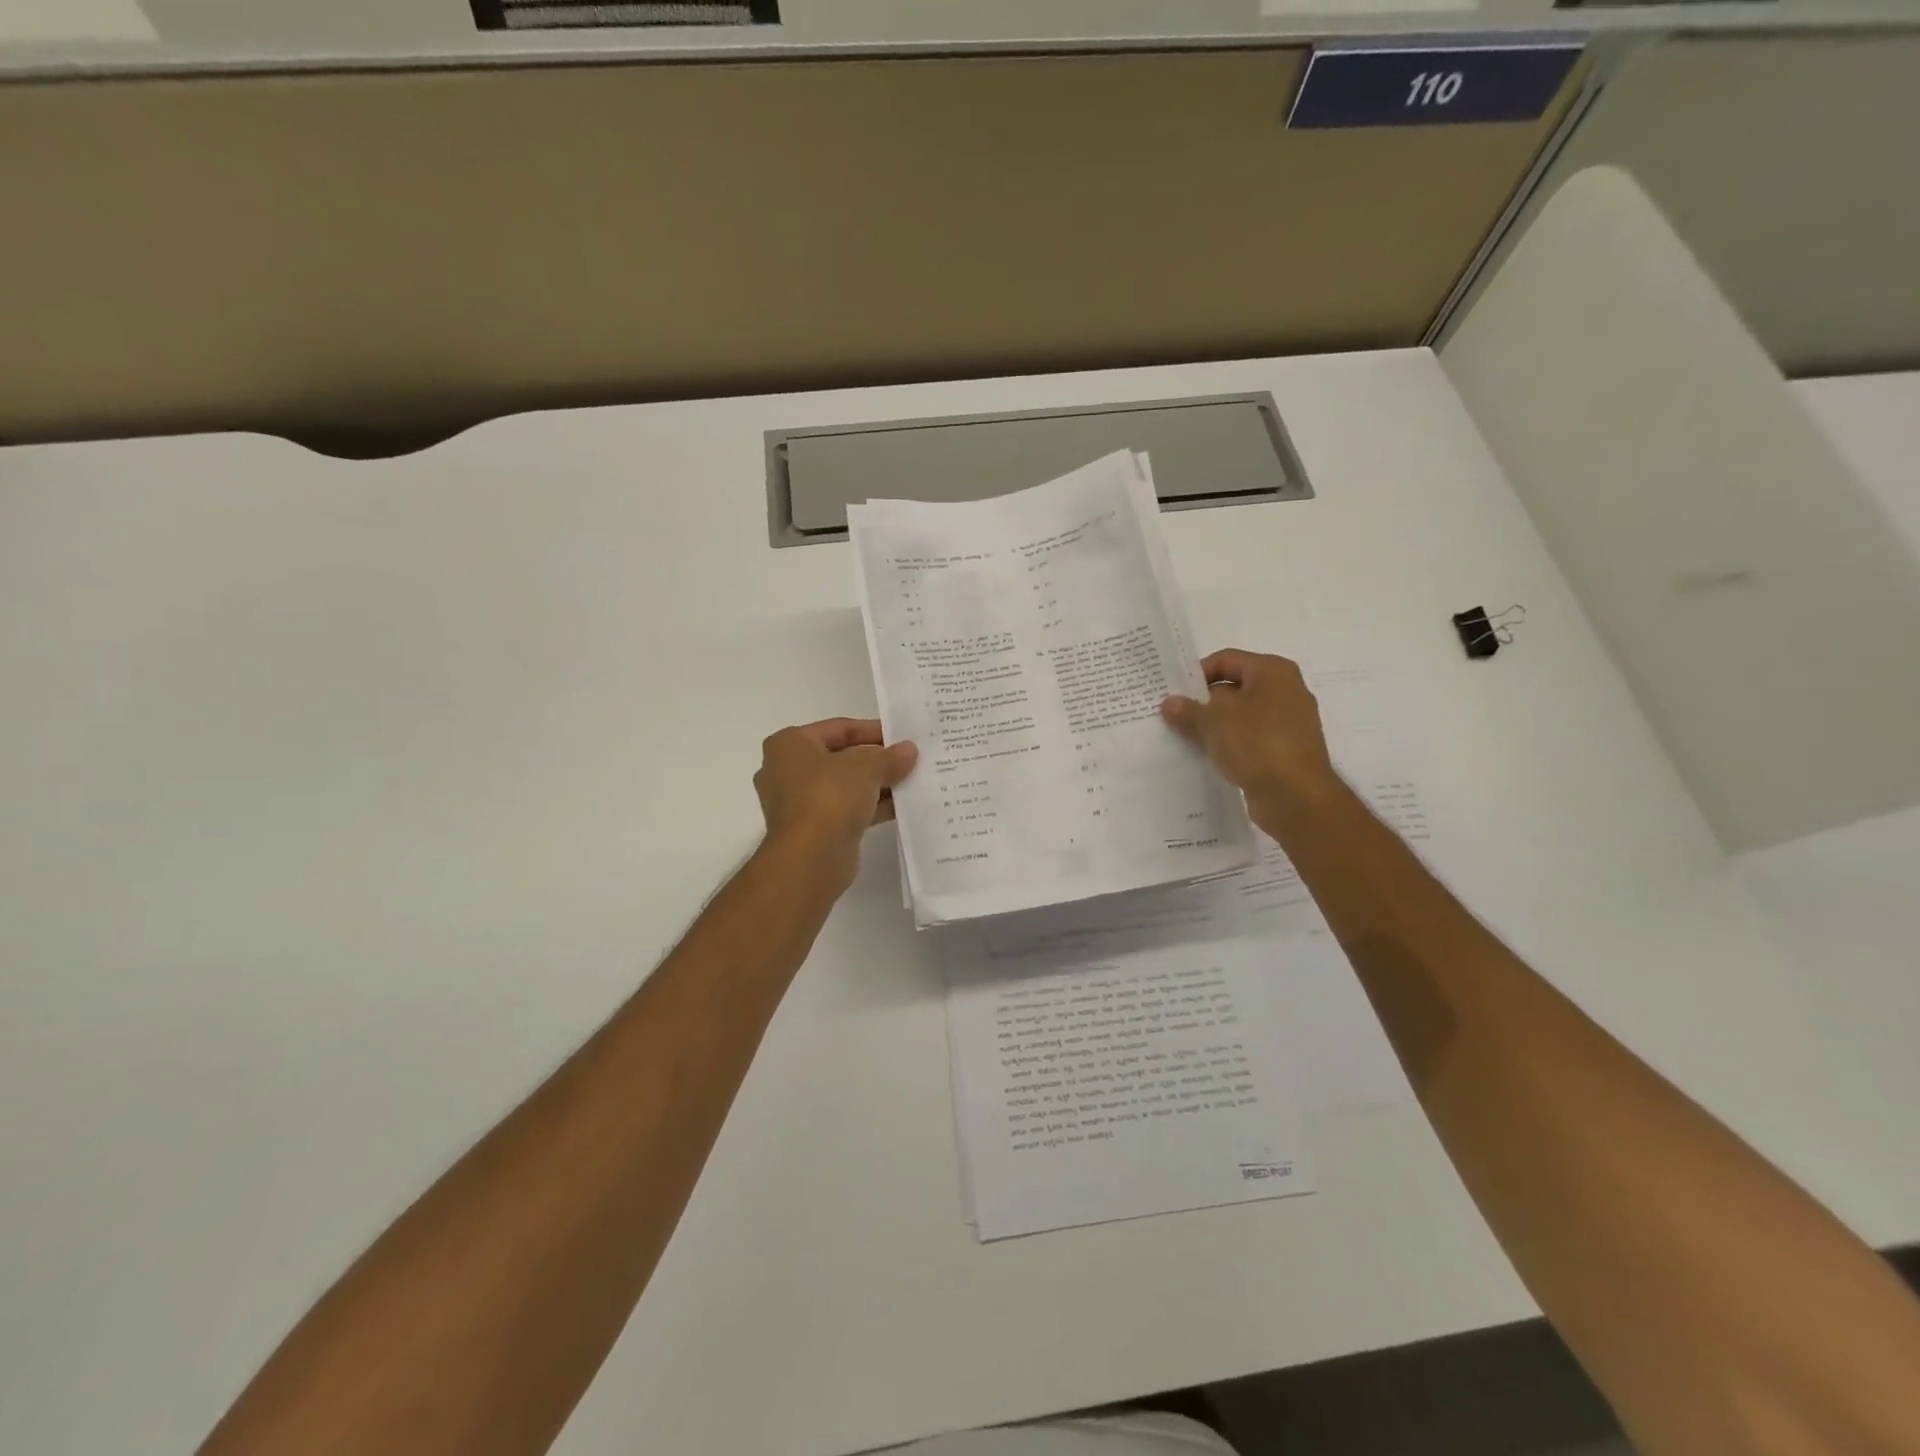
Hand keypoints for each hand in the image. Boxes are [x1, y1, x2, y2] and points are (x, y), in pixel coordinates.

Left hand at [754, 718, 917, 887]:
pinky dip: (870, 806)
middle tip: (908, 758)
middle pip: (841, 757)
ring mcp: (798, 802)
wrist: (810, 857)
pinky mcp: (812, 829)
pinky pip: (845, 809)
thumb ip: (889, 757)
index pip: (838, 728)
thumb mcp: (867, 768)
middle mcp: (787, 770)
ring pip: (844, 785)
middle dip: (876, 759)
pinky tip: (901, 806)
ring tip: (911, 781)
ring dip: (876, 784)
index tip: (901, 735)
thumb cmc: (829, 796)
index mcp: (790, 744)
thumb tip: (909, 750)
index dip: (872, 729)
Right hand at [1161, 650, 1342, 820]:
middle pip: (1234, 687)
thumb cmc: (1257, 745)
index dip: (1196, 673)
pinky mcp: (1285, 750)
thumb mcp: (1213, 723)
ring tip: (1184, 737)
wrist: (1297, 798)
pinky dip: (1229, 744)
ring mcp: (1288, 722)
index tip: (1173, 692)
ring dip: (1214, 725)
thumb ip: (1188, 710)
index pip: (1226, 660)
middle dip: (1202, 701)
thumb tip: (1170, 703)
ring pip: (1240, 716)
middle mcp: (1285, 691)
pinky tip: (1207, 757)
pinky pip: (1250, 739)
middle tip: (1172, 716)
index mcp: (1272, 672)